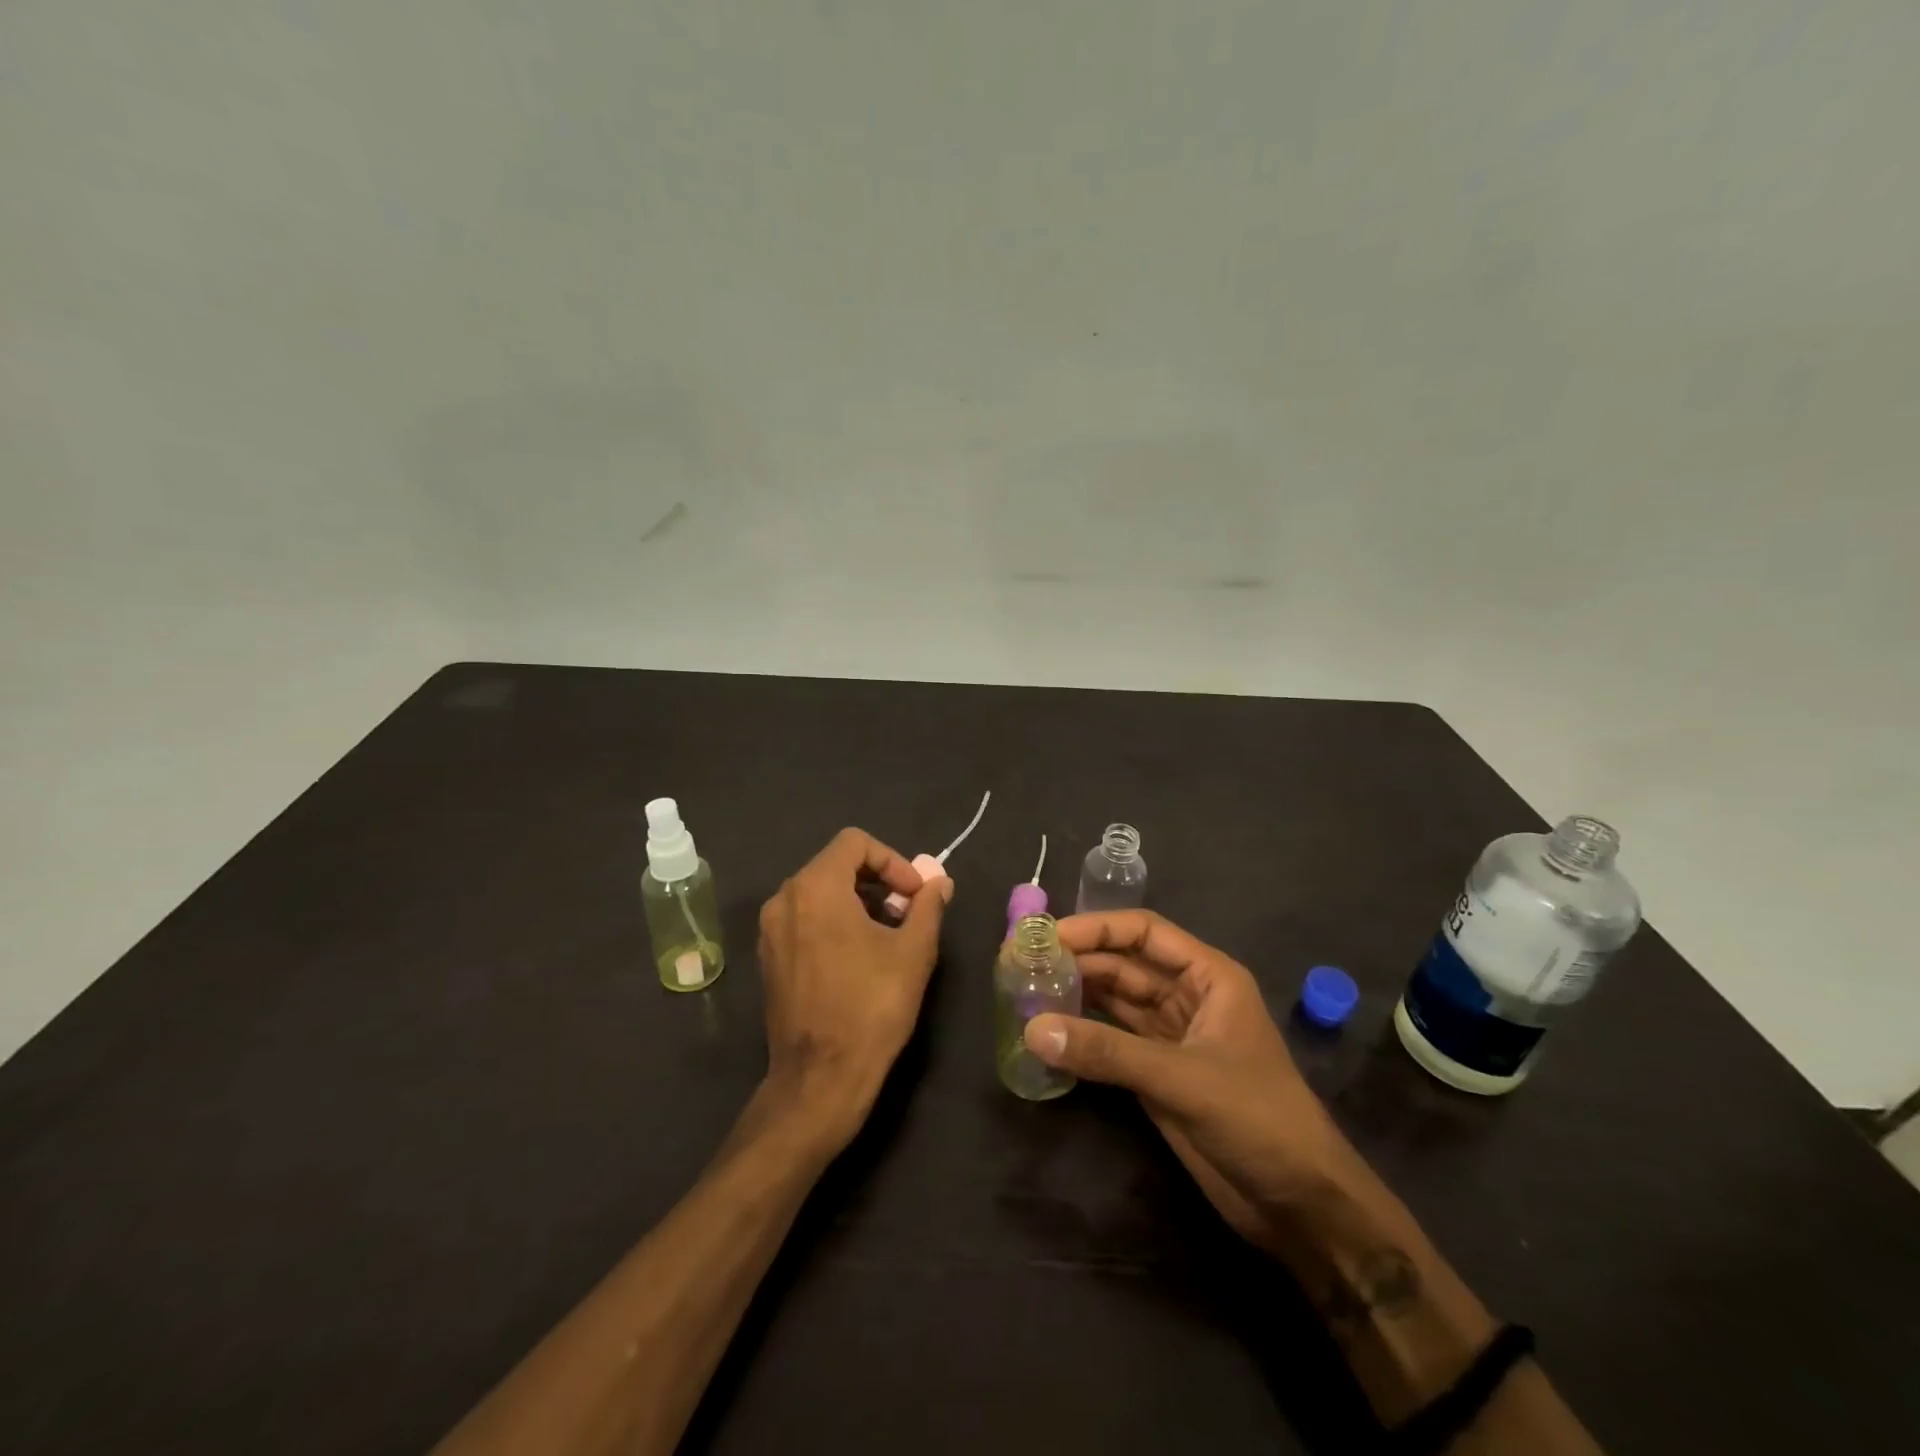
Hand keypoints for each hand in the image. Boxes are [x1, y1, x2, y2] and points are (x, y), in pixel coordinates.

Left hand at [757, 828, 950, 1150]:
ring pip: (819, 892)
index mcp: (815, 888)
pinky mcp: (768, 958)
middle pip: (835, 864)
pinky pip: (804, 918)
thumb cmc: (871, 1007)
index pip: (855, 843)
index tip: (914, 895)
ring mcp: (770, 930)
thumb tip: (939, 882)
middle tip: (907, 912)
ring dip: (857, 901)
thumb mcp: (914, 951)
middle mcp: (784, 899)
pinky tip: (858, 957)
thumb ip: (928, 906)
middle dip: (877, 880)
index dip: (892, 861)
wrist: (820, 1079)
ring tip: (888, 935)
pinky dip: (834, 921)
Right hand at [1023, 910, 1347, 1251]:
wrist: (1299, 1204)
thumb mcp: (1181, 1078)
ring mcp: (1172, 1037)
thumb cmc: (1257, 1119)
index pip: (1145, 932)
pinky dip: (1084, 1036)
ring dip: (1077, 997)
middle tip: (1025, 965)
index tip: (1049, 936)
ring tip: (1028, 992)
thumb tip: (1033, 1029)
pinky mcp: (1159, 1074)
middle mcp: (1188, 997)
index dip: (1097, 929)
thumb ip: (1107, 1053)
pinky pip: (1113, 1041)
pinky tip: (1051, 1033)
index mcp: (1208, 977)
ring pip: (1116, 1002)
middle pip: (1125, 965)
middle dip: (1080, 961)